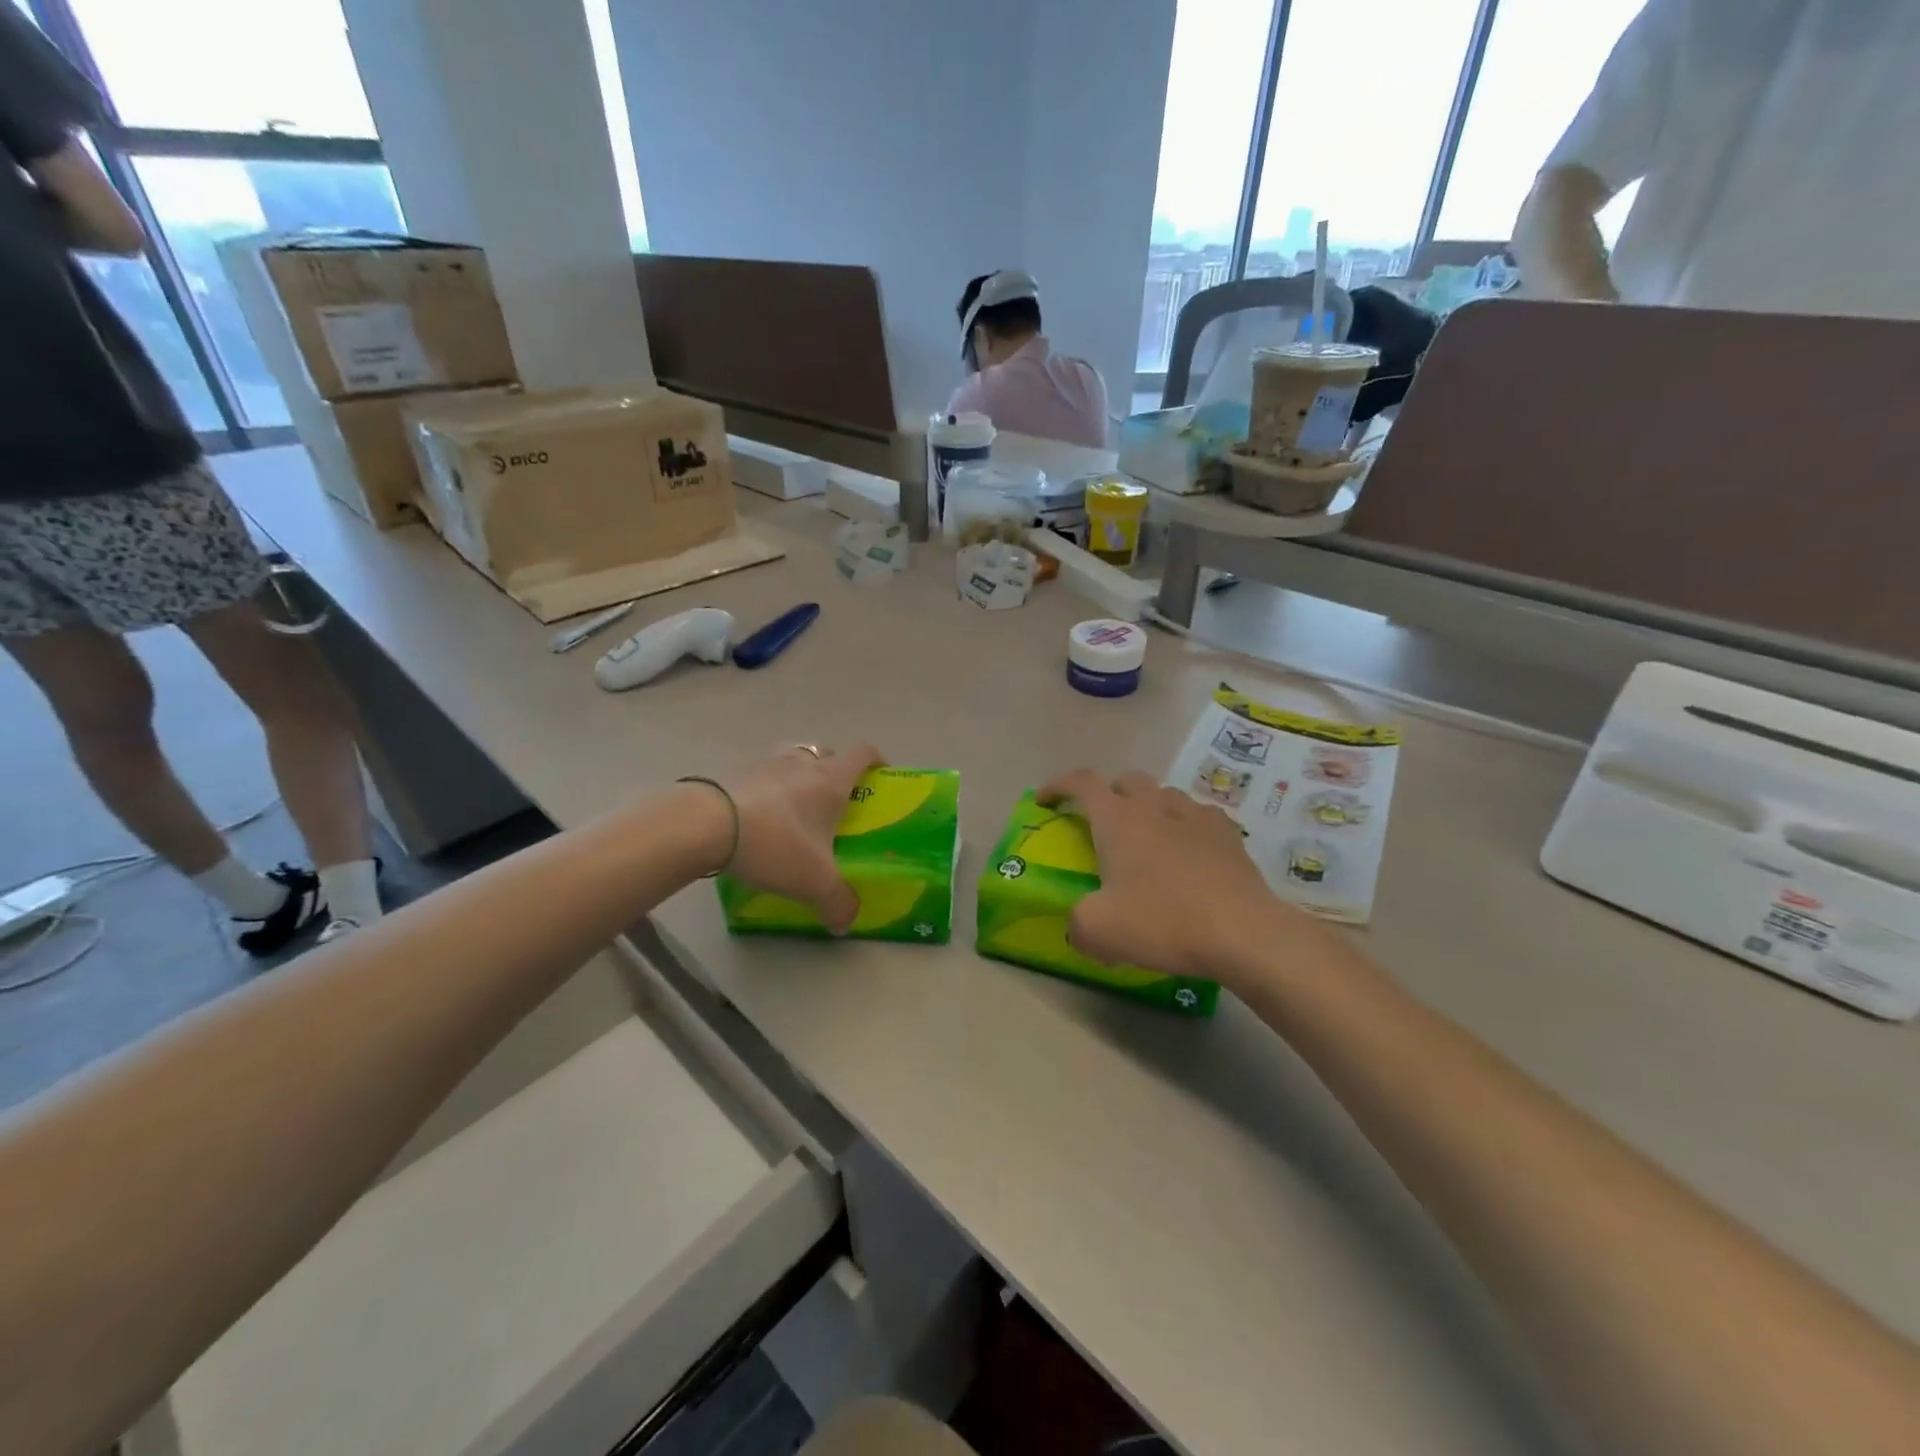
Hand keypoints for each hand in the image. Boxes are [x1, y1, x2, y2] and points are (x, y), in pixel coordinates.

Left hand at [720, 743, 882, 933]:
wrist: (706, 825)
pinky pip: (762, 775)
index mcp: (832, 779)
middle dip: (836, 771)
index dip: (876, 761)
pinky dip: (768, 790)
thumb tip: (846, 923)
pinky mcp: (735, 774)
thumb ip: (838, 903)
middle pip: (827, 753)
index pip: (864, 753)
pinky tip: (760, 819)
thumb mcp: (815, 882)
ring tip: (796, 807)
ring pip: (793, 759)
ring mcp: (767, 764)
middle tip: (836, 801)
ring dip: (799, 776)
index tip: (880, 777)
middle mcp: (803, 763)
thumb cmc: (776, 843)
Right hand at [1037, 768, 1328, 986]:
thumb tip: (1081, 924)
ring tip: (1148, 840)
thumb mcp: (1099, 931)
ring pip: (1165, 795)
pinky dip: (1186, 827)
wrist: (1243, 932)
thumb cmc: (1163, 922)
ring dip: (1149, 808)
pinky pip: (1200, 817)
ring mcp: (1196, 816)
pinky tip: (1189, 853)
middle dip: (1108, 795)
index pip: (1081, 782)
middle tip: (1102, 826)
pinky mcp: (1229, 835)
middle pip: (1126, 781)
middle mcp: (1155, 807)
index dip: (1058, 785)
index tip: (1045, 801)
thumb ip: (1077, 923)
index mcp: (1118, 820)